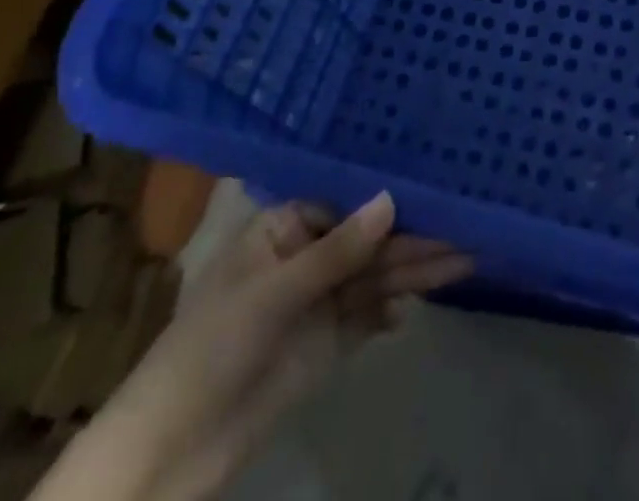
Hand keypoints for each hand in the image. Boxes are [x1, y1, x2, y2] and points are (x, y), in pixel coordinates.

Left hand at [35, 193, 471, 500]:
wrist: (173, 451)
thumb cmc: (212, 347)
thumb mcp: (274, 292)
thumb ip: (338, 250)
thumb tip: (390, 199)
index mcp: (284, 226)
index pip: (348, 202)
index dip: (390, 197)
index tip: (436, 187)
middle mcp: (305, 255)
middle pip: (368, 240)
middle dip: (413, 238)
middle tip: (465, 229)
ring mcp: (317, 300)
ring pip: (374, 276)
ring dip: (414, 271)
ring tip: (464, 260)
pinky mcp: (326, 342)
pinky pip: (367, 315)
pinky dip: (391, 310)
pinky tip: (414, 307)